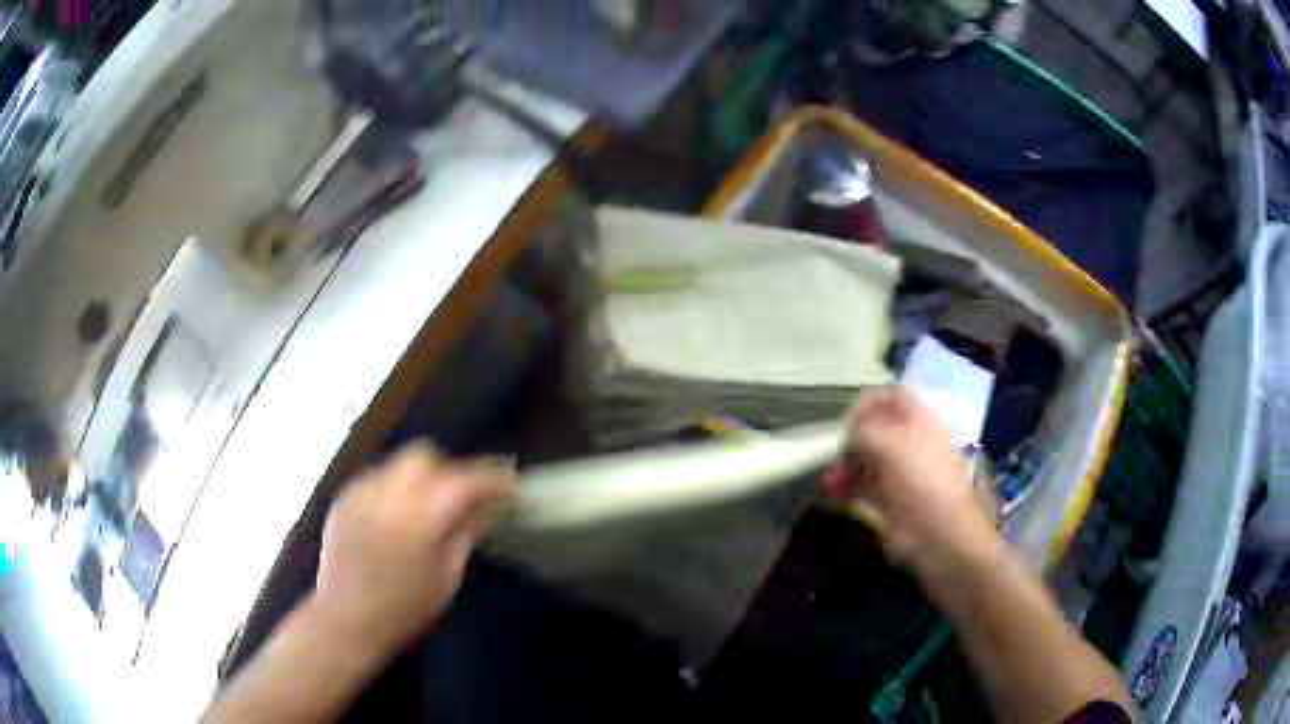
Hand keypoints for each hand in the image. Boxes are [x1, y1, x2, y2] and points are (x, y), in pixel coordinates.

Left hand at [311, 443, 511, 652]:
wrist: (346, 620)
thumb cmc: (405, 608)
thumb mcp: (447, 577)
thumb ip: (467, 533)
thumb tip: (487, 506)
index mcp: (422, 515)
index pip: (465, 479)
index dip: (490, 477)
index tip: (507, 483)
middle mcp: (389, 492)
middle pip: (425, 456)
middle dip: (448, 469)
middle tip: (460, 496)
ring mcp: (361, 491)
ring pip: (398, 464)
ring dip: (418, 478)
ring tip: (424, 508)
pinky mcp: (343, 498)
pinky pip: (376, 479)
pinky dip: (393, 489)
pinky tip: (395, 518)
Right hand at [824, 388, 997, 573]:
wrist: (938, 535)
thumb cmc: (920, 480)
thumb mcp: (888, 443)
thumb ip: (862, 429)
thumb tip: (847, 433)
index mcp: (919, 419)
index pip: (891, 396)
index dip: (867, 402)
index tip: (844, 419)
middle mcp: (910, 442)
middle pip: (874, 429)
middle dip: (850, 439)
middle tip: (834, 454)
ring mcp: (899, 472)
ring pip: (865, 458)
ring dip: (844, 465)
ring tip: (831, 481)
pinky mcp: (889, 500)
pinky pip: (861, 487)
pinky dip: (846, 488)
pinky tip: (835, 494)